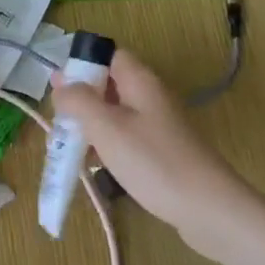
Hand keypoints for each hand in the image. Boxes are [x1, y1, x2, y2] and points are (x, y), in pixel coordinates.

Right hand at [50, 47, 254, 254]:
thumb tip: (60, 83)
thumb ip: (78, 100)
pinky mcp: (159, 152)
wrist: (207, 208)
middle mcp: (150, 98)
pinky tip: (93, 166)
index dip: (83, 64)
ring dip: (89, 126)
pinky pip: (124, 139)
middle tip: (59, 123)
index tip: (58, 87)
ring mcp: (157, 126)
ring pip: (113, 115)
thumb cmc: (152, 161)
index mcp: (140, 82)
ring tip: (68, 148)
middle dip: (80, 100)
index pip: (109, 55)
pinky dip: (105, 146)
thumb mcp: (106, 127)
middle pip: (108, 86)